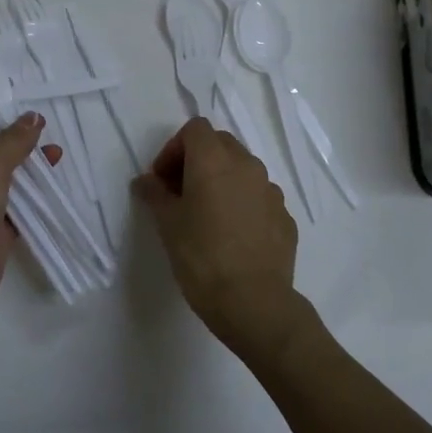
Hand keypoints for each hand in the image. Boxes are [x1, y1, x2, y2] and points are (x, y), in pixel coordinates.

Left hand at [0, 113, 45, 328]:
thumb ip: (13, 141)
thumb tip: (34, 117)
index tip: (13, 93)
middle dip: (15, 134)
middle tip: (45, 120)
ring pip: (5, 173)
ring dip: (29, 163)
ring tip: (58, 150)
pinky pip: (17, 203)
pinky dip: (35, 193)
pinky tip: (57, 180)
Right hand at [133, 118, 303, 362]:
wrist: (254, 303)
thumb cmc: (201, 257)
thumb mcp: (167, 224)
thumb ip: (155, 194)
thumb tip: (145, 181)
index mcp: (214, 160)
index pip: (195, 129)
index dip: (174, 148)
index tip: (163, 179)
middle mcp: (247, 166)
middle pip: (220, 143)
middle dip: (198, 160)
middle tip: (180, 192)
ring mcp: (271, 191)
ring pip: (243, 170)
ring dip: (222, 180)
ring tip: (207, 215)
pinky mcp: (285, 217)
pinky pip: (259, 198)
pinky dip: (243, 204)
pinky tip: (233, 235)